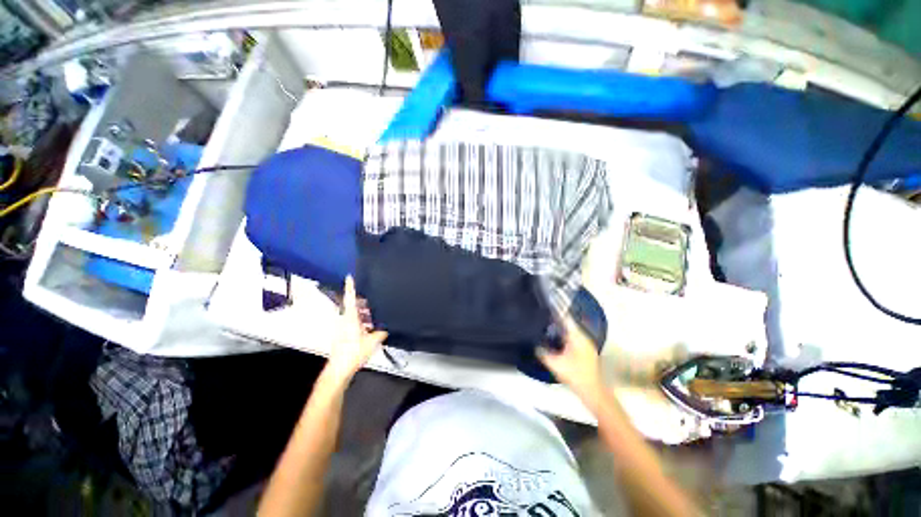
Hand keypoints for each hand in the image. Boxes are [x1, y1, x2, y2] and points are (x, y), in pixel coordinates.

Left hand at [323, 276, 387, 386]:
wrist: (339, 369)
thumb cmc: (353, 353)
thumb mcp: (372, 341)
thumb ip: (381, 333)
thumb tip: (386, 329)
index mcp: (351, 318)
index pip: (350, 298)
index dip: (351, 287)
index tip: (349, 277)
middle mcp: (344, 320)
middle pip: (353, 306)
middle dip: (364, 303)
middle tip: (374, 302)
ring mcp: (342, 328)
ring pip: (354, 315)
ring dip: (363, 315)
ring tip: (374, 318)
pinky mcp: (342, 335)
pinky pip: (352, 323)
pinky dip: (361, 323)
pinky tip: (369, 329)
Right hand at [538, 317, 604, 401]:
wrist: (593, 392)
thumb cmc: (575, 375)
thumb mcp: (554, 364)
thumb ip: (542, 352)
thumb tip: (534, 343)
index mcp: (577, 336)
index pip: (565, 318)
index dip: (555, 311)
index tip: (544, 306)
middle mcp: (583, 337)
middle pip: (567, 323)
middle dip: (555, 319)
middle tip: (541, 316)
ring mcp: (585, 344)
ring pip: (570, 331)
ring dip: (559, 328)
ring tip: (544, 326)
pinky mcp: (585, 351)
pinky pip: (572, 338)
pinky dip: (563, 336)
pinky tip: (554, 339)